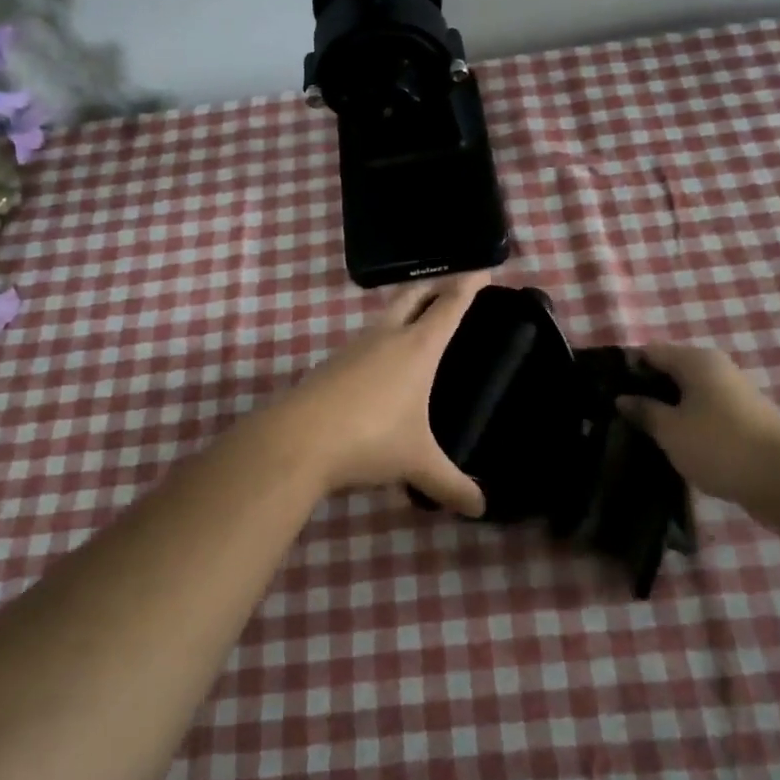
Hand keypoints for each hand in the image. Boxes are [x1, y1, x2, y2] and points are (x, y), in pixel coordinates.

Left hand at [265, 272, 487, 517]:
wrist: (296, 441)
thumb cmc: (370, 440)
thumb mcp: (418, 464)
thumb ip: (452, 485)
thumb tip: (481, 509)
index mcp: (417, 348)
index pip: (449, 306)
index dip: (468, 286)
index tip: (482, 270)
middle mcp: (386, 337)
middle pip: (413, 295)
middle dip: (434, 286)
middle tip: (451, 285)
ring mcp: (354, 348)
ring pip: (385, 317)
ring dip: (404, 312)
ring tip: (419, 326)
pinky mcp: (331, 365)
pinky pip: (365, 343)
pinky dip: (381, 342)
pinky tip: (381, 368)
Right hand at [615, 343, 779, 512]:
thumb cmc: (719, 446)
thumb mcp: (670, 430)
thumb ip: (644, 411)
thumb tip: (623, 398)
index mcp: (696, 360)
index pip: (649, 352)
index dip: (625, 368)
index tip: (602, 389)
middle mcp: (716, 368)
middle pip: (669, 371)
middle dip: (644, 390)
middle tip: (615, 414)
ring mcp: (732, 394)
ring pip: (687, 394)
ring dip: (664, 409)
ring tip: (637, 430)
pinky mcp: (742, 419)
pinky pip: (702, 412)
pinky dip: (684, 423)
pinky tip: (669, 442)